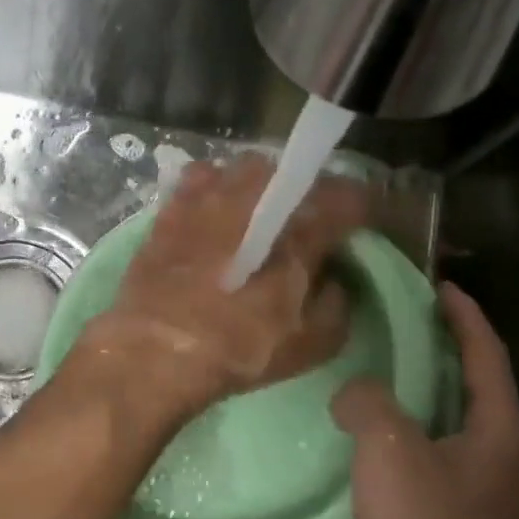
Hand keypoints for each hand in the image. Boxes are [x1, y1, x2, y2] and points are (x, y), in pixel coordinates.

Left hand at [75, 154, 366, 415]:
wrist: (154, 350)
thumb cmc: (237, 349)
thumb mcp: (310, 344)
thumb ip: (336, 305)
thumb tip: (333, 280)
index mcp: (296, 231)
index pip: (344, 198)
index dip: (361, 205)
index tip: (364, 217)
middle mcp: (252, 200)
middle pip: (292, 173)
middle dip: (307, 189)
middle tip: (309, 216)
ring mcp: (206, 198)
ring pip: (245, 168)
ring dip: (261, 183)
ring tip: (260, 209)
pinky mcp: (171, 208)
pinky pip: (201, 179)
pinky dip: (216, 187)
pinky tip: (214, 211)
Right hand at [333, 282, 518, 518]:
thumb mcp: (388, 448)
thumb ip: (368, 400)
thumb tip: (355, 393)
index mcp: (503, 435)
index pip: (488, 357)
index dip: (465, 317)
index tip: (439, 286)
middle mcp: (507, 462)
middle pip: (478, 390)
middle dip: (444, 354)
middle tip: (400, 326)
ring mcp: (488, 501)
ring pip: (455, 429)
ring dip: (424, 398)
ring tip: (379, 376)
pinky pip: (436, 463)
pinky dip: (410, 439)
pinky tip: (372, 443)